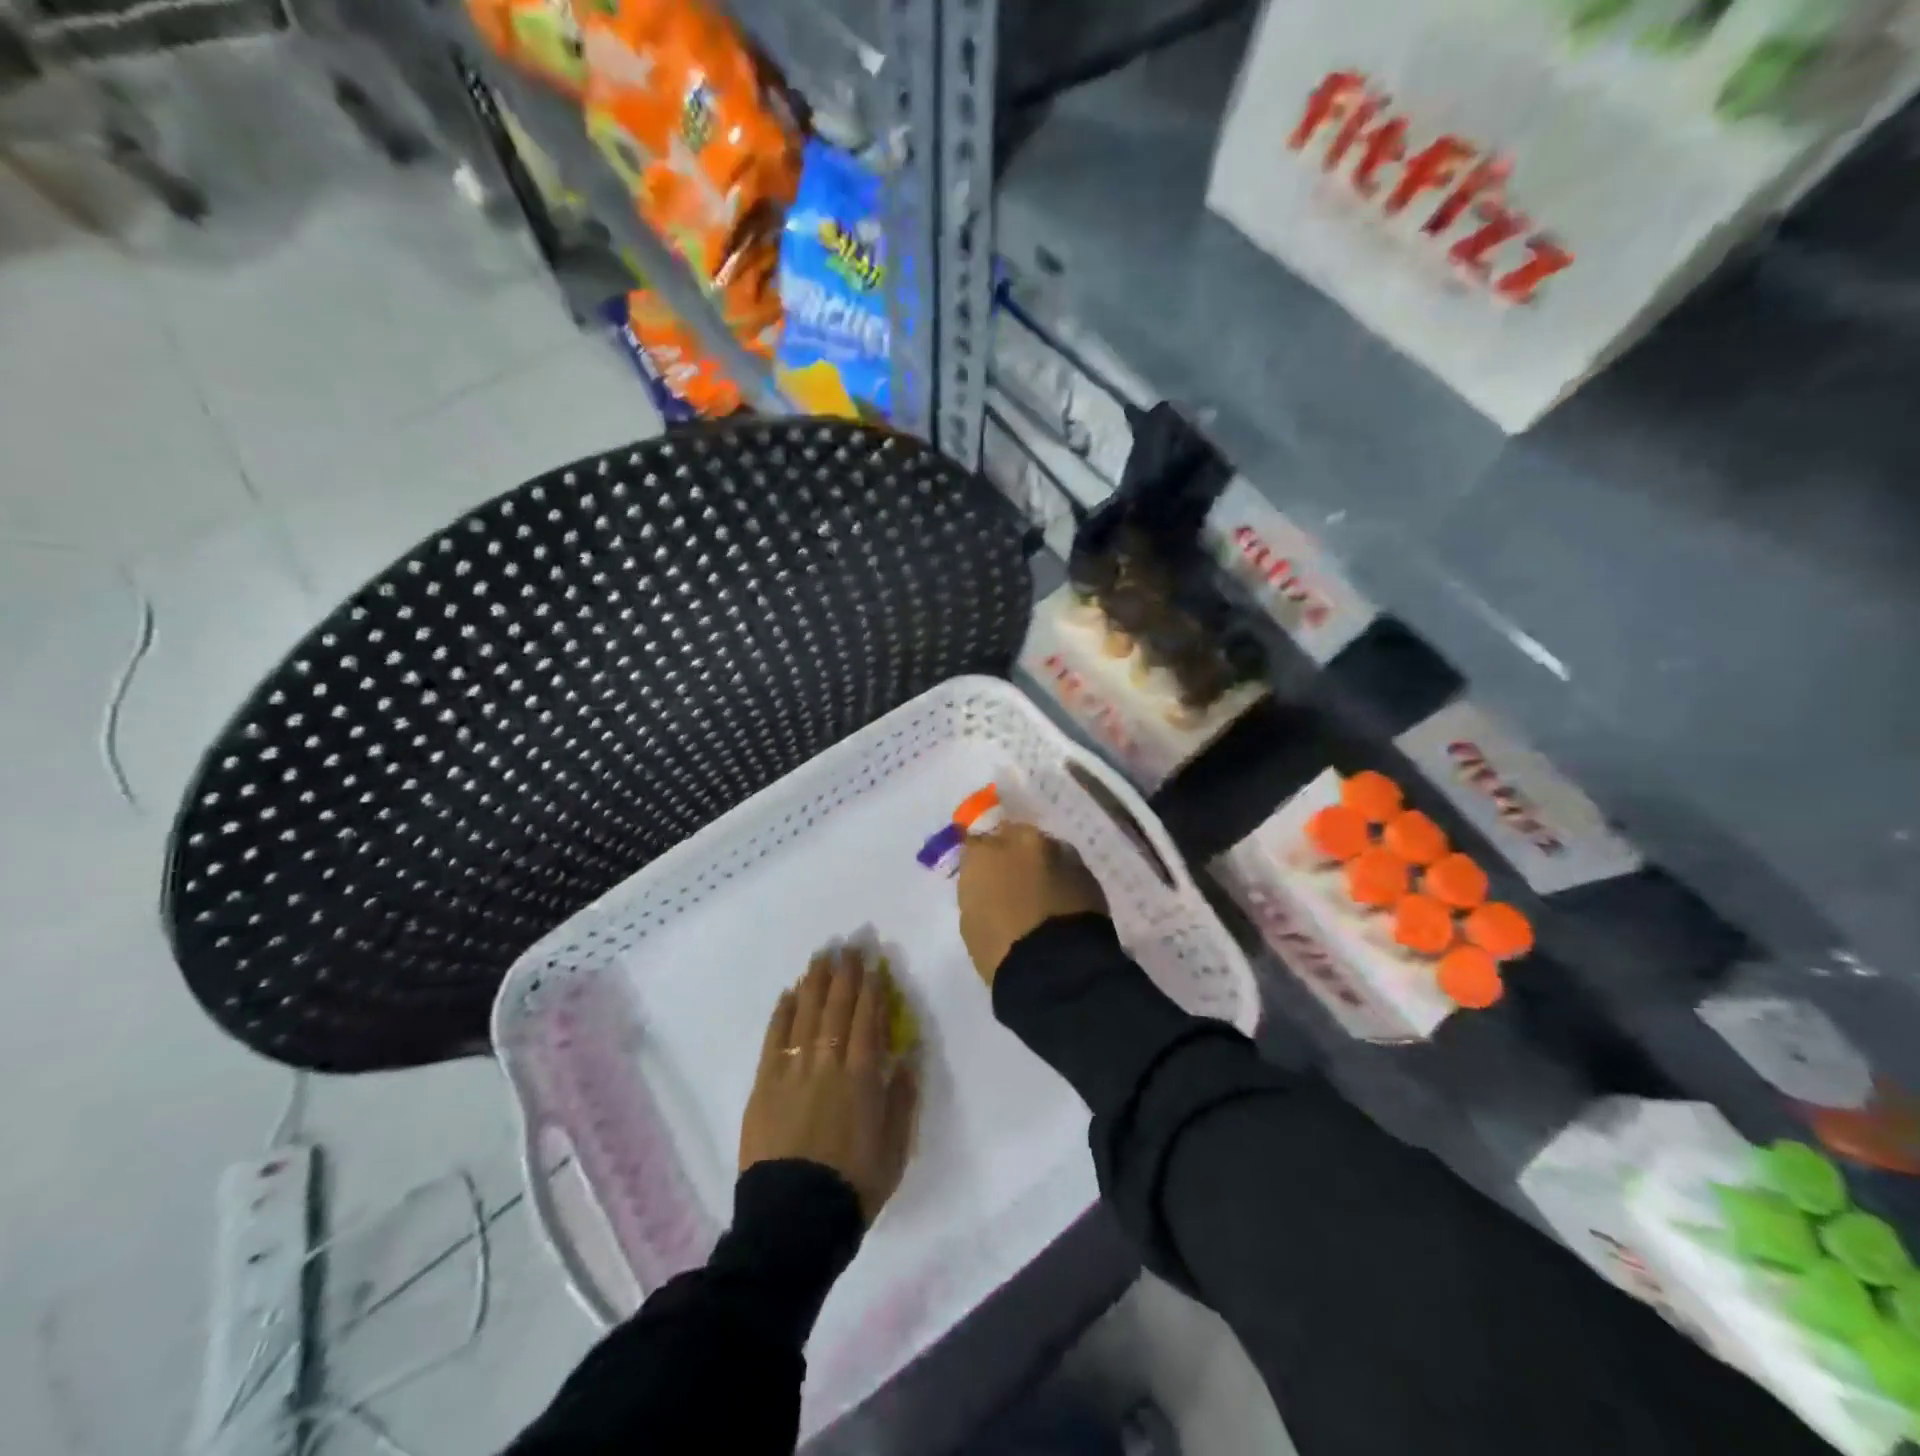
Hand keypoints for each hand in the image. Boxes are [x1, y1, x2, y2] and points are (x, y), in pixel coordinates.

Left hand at [739, 946, 918, 1223]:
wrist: (794, 1219)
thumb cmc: (853, 1184)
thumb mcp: (895, 1146)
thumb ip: (901, 1098)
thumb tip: (906, 1057)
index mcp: (863, 1076)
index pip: (868, 1018)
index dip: (871, 988)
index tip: (873, 964)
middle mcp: (828, 1062)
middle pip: (837, 1007)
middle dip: (845, 975)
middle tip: (848, 946)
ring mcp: (793, 1069)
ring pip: (806, 1013)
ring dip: (815, 982)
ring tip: (821, 956)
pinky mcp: (765, 1084)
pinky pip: (775, 1038)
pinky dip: (782, 1012)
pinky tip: (789, 993)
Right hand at [956, 823, 1108, 986]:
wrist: (1055, 965)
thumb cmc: (999, 948)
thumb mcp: (972, 919)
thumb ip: (978, 889)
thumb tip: (989, 884)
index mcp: (984, 852)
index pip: (974, 843)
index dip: (979, 858)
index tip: (981, 873)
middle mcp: (1020, 841)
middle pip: (1013, 834)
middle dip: (1012, 851)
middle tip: (1013, 876)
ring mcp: (1057, 851)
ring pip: (1044, 848)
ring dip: (1041, 862)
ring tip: (1042, 889)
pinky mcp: (1085, 869)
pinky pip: (1067, 868)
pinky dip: (1063, 878)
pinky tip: (1062, 900)